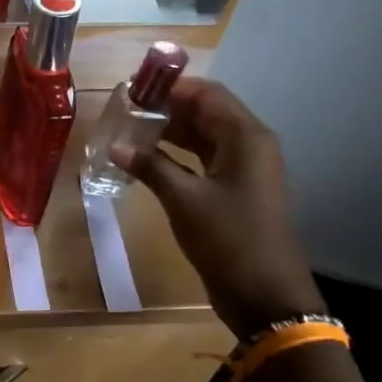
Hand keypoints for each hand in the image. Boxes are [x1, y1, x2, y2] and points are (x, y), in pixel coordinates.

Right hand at [114, 79, 323, 340]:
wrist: (265, 294)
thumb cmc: (228, 240)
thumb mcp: (184, 200)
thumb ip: (151, 167)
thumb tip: (116, 146)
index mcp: (246, 138)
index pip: (208, 94)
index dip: (172, 87)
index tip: (134, 89)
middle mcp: (249, 145)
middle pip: (206, 111)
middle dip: (168, 107)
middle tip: (126, 110)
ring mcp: (244, 169)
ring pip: (204, 136)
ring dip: (171, 131)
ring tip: (130, 131)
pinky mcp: (236, 190)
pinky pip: (204, 159)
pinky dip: (178, 155)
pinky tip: (147, 160)